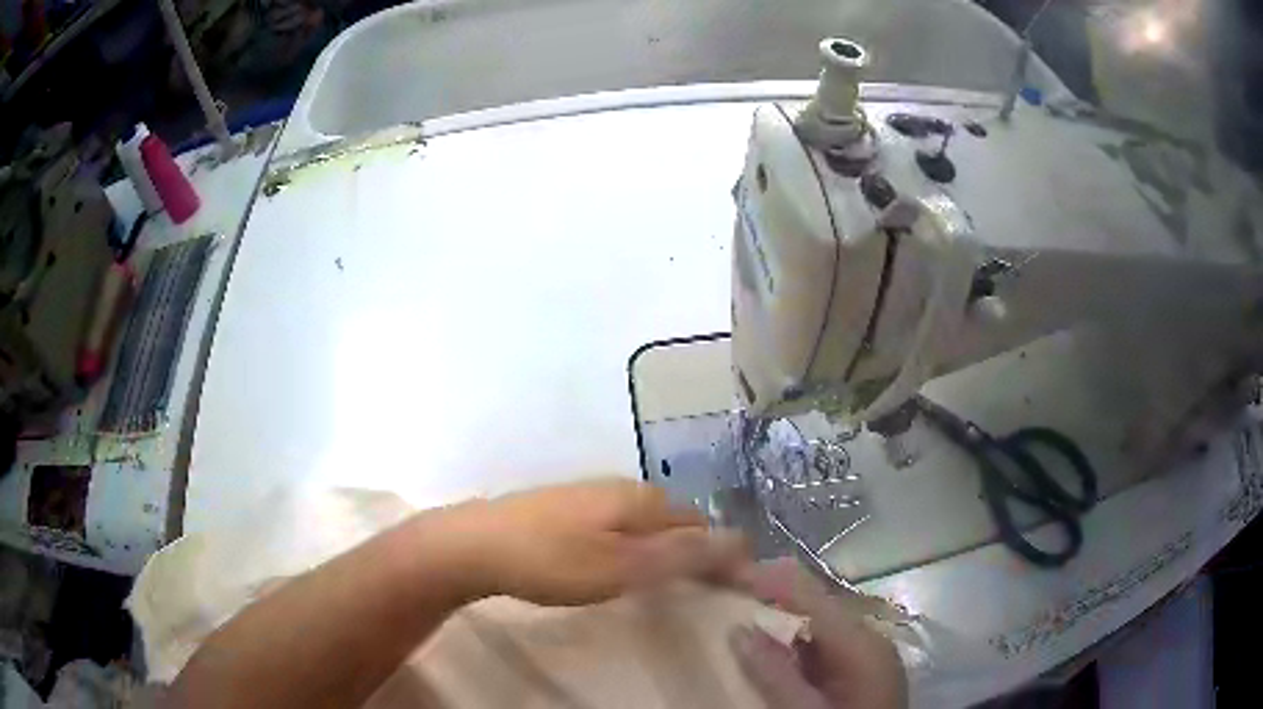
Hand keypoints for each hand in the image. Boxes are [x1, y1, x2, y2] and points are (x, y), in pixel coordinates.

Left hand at [447, 479, 745, 605]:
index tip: (726, 589)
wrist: (476, 545)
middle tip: (693, 589)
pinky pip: (618, 525)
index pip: (699, 525)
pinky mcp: (567, 509)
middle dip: (691, 551)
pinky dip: (632, 546)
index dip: (719, 556)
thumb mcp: (624, 566)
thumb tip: (738, 542)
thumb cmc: (554, 560)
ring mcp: (590, 495)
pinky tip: (617, 564)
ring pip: (644, 523)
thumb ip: (681, 555)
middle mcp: (621, 488)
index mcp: (641, 499)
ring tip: (660, 582)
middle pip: (674, 520)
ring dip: (661, 549)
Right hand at [729, 559, 906, 708]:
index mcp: (861, 643)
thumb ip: (775, 674)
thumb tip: (739, 629)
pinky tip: (765, 650)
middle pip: (814, 602)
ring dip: (777, 618)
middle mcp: (867, 638)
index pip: (810, 593)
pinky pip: (819, 644)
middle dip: (769, 597)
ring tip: (733, 618)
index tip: (721, 577)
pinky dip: (790, 642)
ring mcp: (864, 654)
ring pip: (815, 622)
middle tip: (721, 599)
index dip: (767, 579)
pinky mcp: (856, 670)